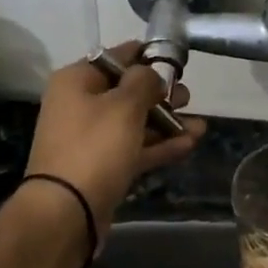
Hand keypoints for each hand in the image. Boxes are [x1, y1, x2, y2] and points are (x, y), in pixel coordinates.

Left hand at [25, 41, 205, 235]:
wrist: (67, 212)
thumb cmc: (95, 147)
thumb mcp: (124, 105)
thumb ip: (144, 81)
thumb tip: (151, 73)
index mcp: (77, 81)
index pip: (116, 57)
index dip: (147, 56)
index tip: (176, 60)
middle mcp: (80, 105)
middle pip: (127, 92)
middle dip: (161, 94)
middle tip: (188, 97)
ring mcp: (92, 139)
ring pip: (135, 123)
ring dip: (167, 123)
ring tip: (200, 125)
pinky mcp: (103, 167)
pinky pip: (135, 149)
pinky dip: (160, 146)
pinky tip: (190, 144)